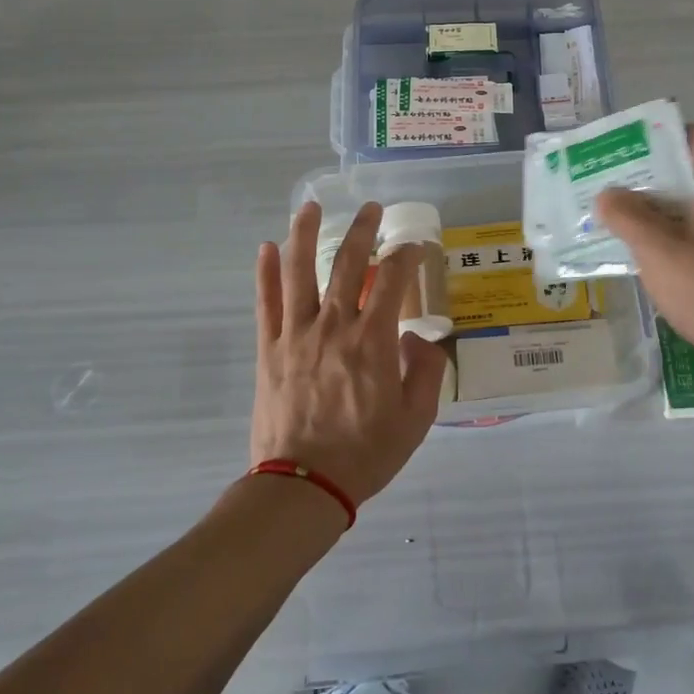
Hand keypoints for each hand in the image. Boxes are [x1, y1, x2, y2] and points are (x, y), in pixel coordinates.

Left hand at [251, 200, 446, 510]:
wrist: (303, 485)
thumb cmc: (365, 454)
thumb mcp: (416, 419)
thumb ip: (426, 372)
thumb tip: (422, 338)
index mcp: (373, 340)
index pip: (392, 280)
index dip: (406, 256)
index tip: (414, 247)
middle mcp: (334, 326)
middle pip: (347, 264)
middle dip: (362, 230)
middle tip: (372, 208)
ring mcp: (296, 334)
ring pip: (299, 272)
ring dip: (305, 235)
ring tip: (310, 207)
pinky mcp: (269, 350)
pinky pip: (266, 303)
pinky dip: (266, 273)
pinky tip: (266, 249)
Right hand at [595, 126, 693, 385]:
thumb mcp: (657, 250)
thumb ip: (627, 217)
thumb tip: (606, 195)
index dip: (663, 136)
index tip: (628, 150)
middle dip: (655, 176)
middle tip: (615, 186)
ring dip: (665, 209)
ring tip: (625, 220)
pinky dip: (681, 236)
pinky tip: (653, 257)